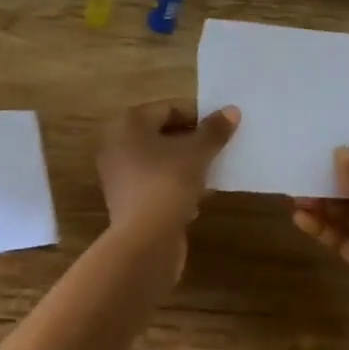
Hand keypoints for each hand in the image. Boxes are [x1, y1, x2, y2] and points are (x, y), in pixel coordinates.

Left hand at [96, 100, 239, 272]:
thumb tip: (232, 110)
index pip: (168, 108)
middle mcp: (117, 144)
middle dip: (193, 141)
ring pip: (160, 161)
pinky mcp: (126, 201)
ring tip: (214, 172)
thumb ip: (213, 131)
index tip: (224, 127)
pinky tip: (198, 198)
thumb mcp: (196, 154)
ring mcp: (119, 174)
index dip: (198, 115)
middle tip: (221, 148)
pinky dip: (176, 186)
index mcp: (128, 123)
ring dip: (186, 164)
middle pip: (162, 133)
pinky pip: (156, 183)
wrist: (144, 241)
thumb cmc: (167, 184)